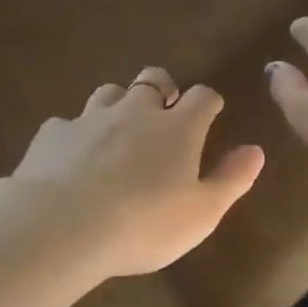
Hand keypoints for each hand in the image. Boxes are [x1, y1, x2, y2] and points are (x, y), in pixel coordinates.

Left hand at [11, 66, 264, 277]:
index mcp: (178, 129)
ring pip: (108, 93)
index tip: (211, 110)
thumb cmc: (145, 224)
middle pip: (152, 79)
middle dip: (162, 89)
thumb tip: (255, 150)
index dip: (208, 102)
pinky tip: (72, 157)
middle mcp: (135, 112)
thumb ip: (231, 179)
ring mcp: (89, 118)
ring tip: (118, 130)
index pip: (202, 97)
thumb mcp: (202, 213)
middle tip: (164, 111)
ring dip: (118, 105)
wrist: (63, 226)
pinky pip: (68, 123)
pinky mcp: (52, 134)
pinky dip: (76, 134)